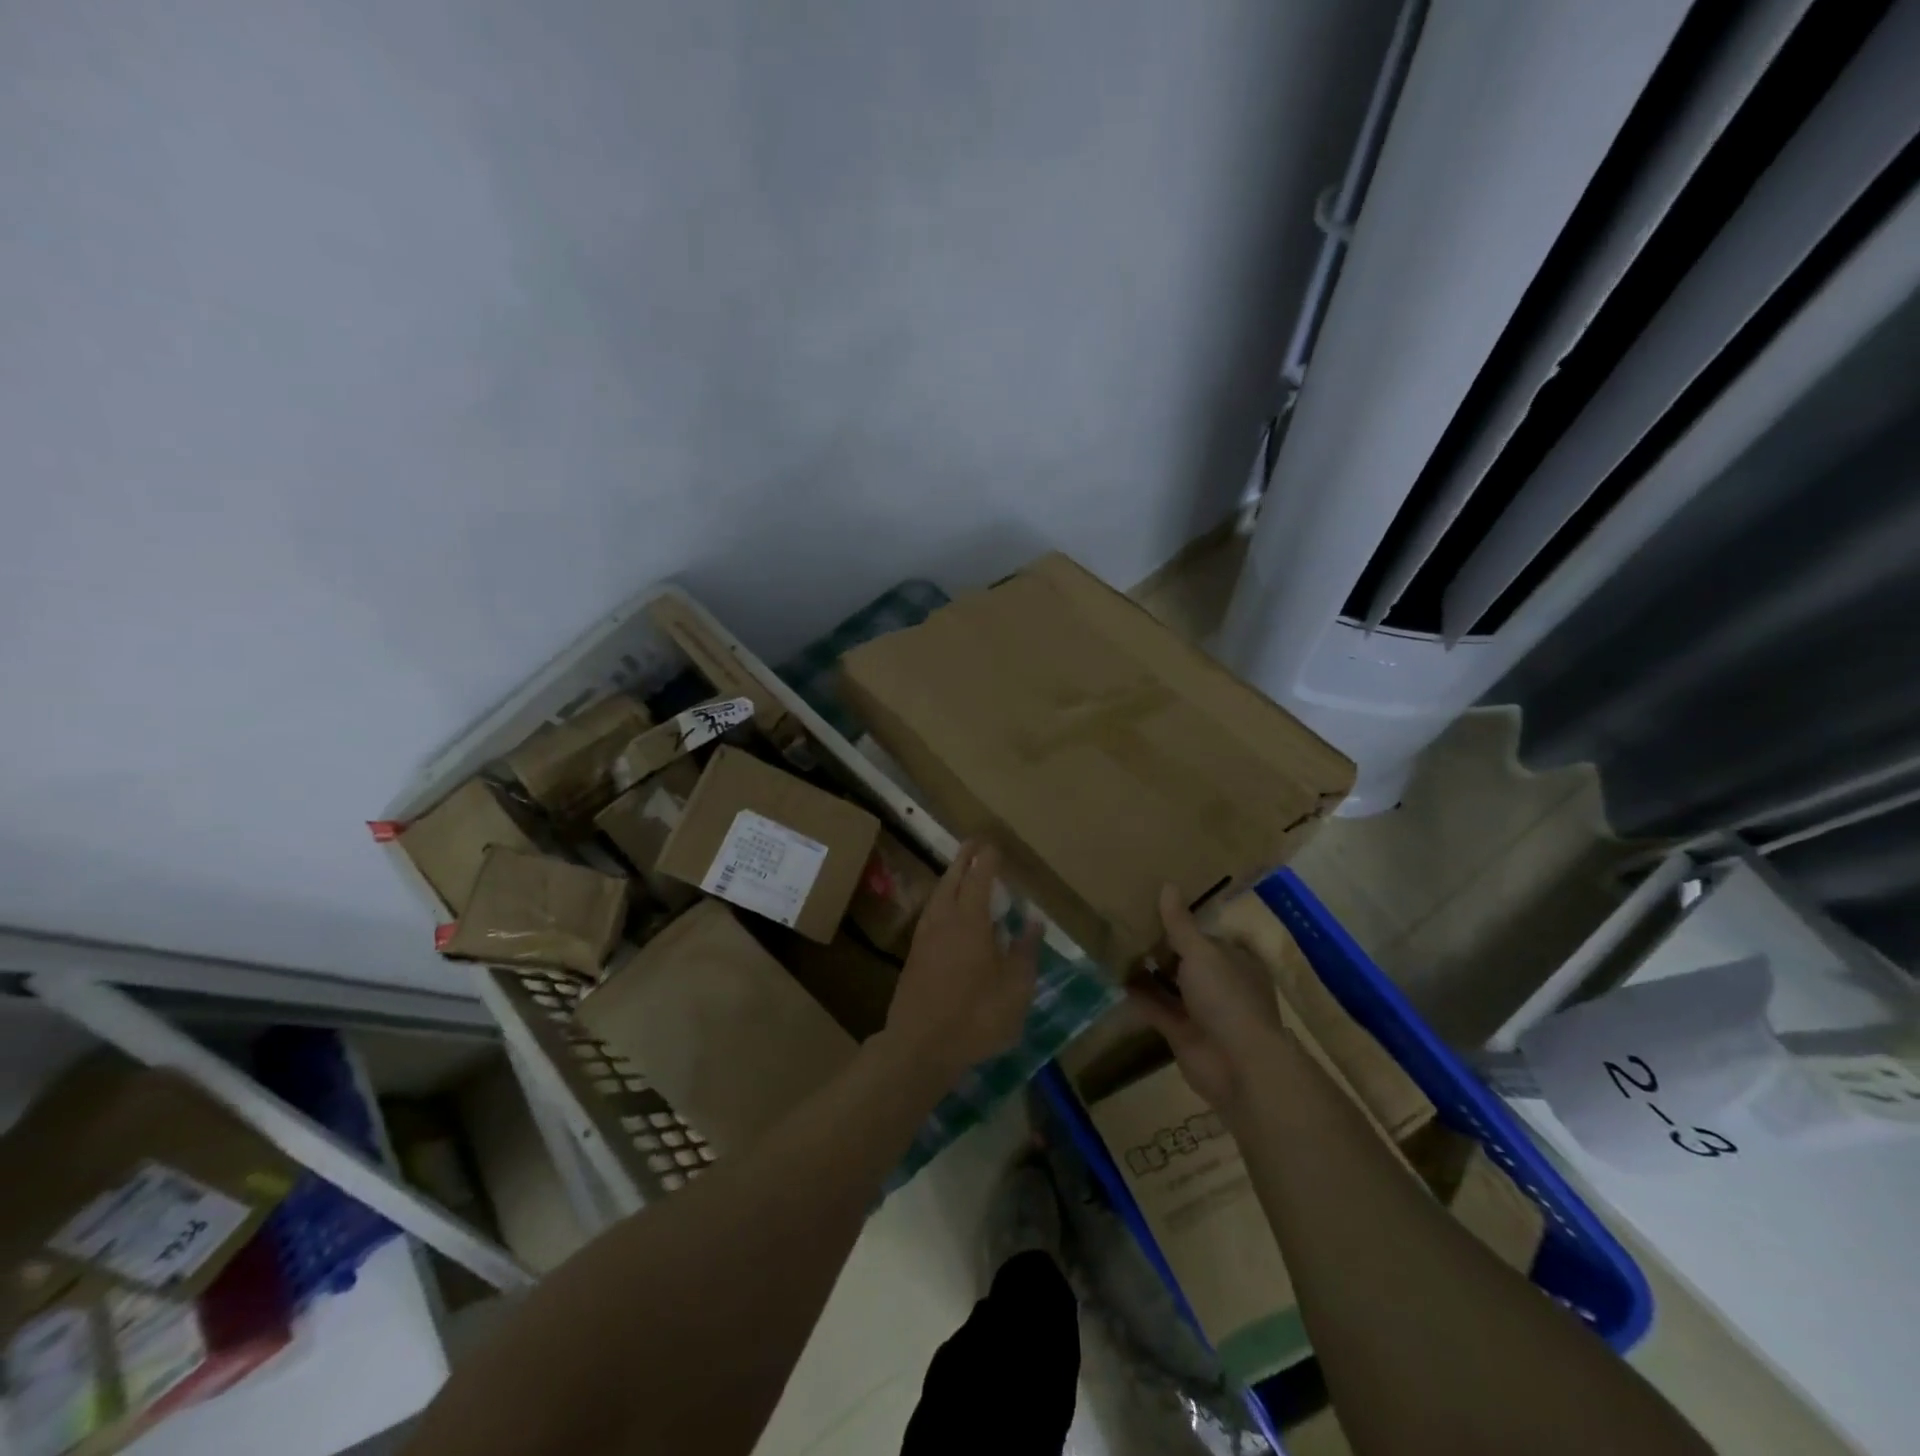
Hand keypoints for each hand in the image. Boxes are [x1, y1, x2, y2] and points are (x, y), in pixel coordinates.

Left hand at [884, 841, 1040, 1081]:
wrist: (920, 1047)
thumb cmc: (976, 1017)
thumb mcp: (1015, 989)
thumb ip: (1024, 952)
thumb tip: (1033, 921)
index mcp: (970, 921)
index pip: (979, 878)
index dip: (987, 859)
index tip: (994, 845)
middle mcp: (944, 920)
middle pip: (952, 879)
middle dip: (964, 859)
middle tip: (974, 844)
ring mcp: (924, 937)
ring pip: (937, 895)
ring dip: (950, 877)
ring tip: (960, 871)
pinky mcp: (914, 956)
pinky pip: (930, 913)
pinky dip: (941, 900)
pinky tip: (946, 911)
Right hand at [1128, 885, 1286, 1117]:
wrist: (1238, 1066)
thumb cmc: (1227, 997)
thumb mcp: (1202, 952)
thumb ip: (1180, 923)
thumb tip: (1168, 885)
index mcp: (1235, 960)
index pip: (1207, 935)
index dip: (1182, 921)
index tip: (1152, 905)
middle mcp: (1220, 983)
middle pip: (1186, 959)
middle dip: (1160, 945)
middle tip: (1125, 921)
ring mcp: (1201, 1010)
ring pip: (1169, 984)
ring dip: (1146, 970)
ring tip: (1114, 944)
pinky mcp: (1181, 1032)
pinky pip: (1156, 1008)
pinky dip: (1138, 995)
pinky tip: (1113, 976)